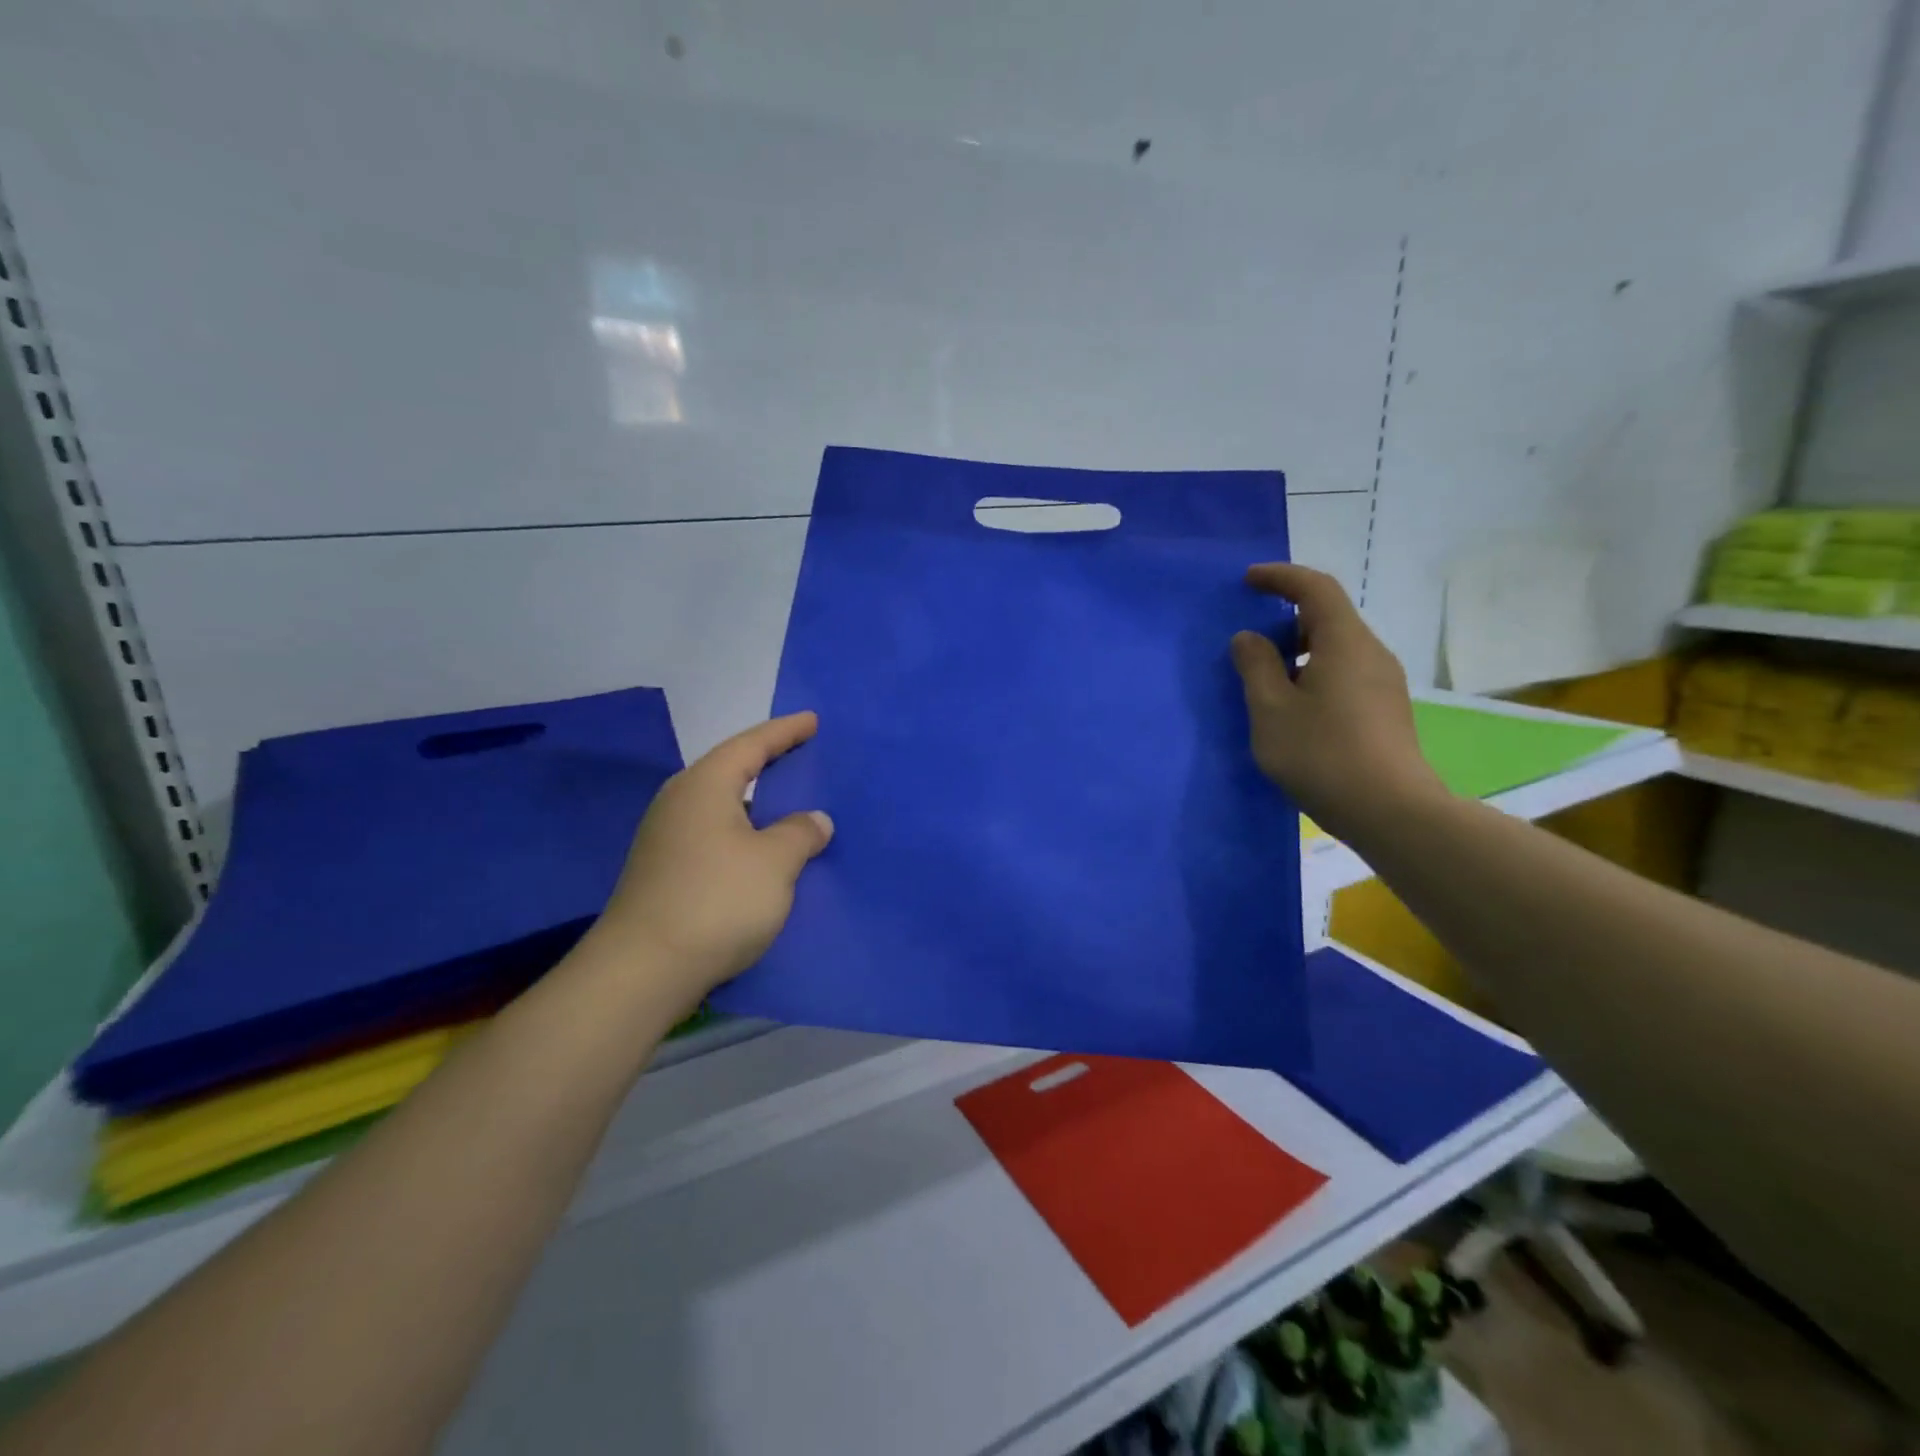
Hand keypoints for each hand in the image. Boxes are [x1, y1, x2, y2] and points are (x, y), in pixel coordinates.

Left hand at [583, 712, 831, 1011]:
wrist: (643, 970)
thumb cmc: (717, 900)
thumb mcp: (775, 862)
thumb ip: (800, 833)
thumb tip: (814, 820)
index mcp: (705, 785)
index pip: (752, 744)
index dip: (786, 732)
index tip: (813, 720)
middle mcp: (680, 802)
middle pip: (732, 770)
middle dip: (769, 762)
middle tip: (803, 755)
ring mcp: (667, 838)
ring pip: (722, 806)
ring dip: (757, 803)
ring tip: (790, 804)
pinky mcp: (664, 871)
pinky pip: (715, 835)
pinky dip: (744, 832)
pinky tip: (762, 851)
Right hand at [1230, 564, 1445, 841]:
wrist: (1390, 811)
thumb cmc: (1322, 754)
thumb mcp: (1271, 711)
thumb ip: (1255, 667)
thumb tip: (1249, 637)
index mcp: (1344, 642)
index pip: (1315, 589)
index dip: (1280, 577)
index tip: (1248, 580)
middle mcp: (1371, 653)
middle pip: (1329, 616)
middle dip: (1287, 617)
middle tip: (1251, 637)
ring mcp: (1383, 683)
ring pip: (1337, 647)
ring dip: (1299, 650)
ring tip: (1265, 677)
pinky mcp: (1385, 709)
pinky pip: (1344, 672)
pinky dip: (1314, 672)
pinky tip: (1294, 707)